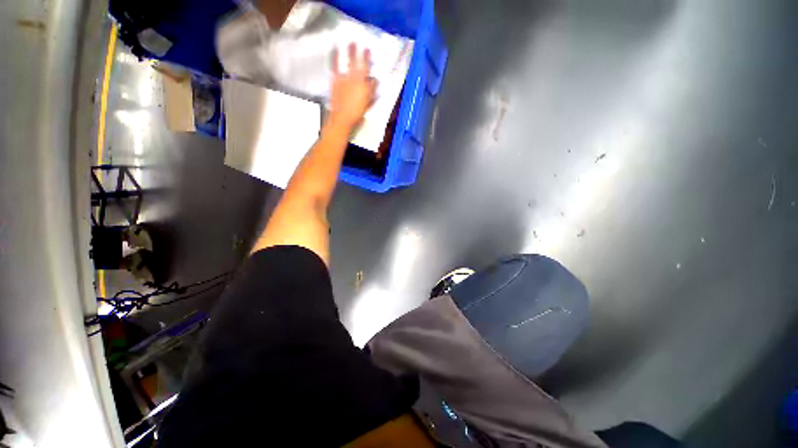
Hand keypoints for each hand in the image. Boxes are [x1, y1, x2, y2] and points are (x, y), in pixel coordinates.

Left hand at [328, 43, 376, 128]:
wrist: (342, 118)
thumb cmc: (358, 113)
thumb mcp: (368, 102)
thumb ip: (371, 90)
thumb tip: (374, 80)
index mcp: (362, 83)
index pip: (366, 66)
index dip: (366, 57)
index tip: (367, 49)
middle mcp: (352, 77)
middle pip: (354, 61)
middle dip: (354, 51)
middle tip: (354, 41)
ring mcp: (342, 78)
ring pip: (343, 62)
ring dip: (343, 52)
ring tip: (342, 44)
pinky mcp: (334, 81)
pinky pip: (334, 67)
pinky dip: (333, 59)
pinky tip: (333, 54)